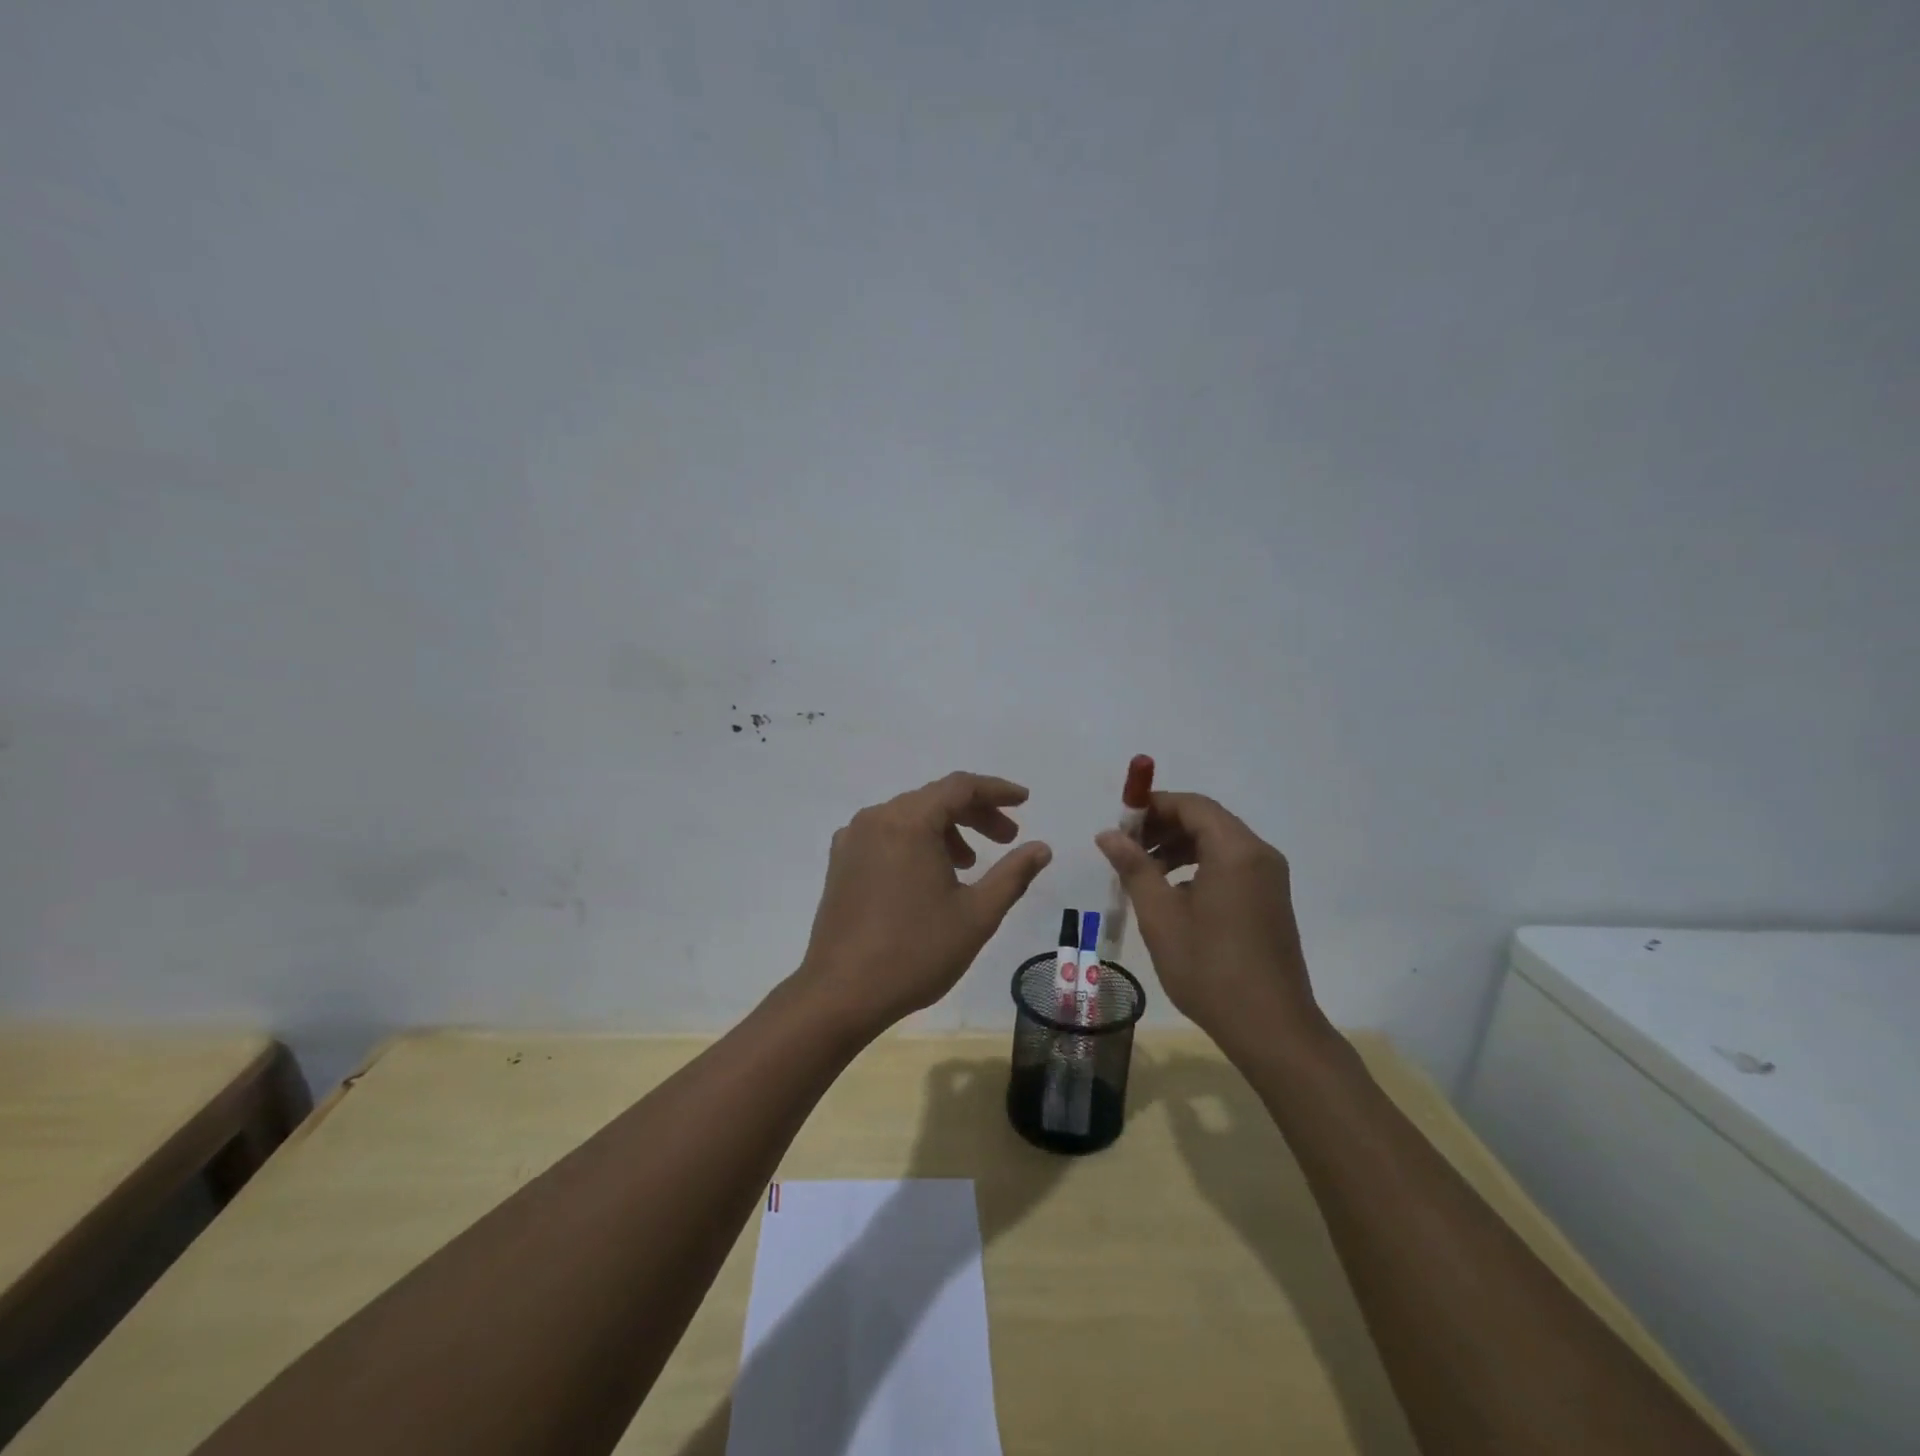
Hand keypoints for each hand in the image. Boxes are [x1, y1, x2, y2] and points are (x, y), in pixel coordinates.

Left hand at [799, 773, 1052, 1033]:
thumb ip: (1013, 874)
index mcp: (908, 822)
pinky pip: (886, 835)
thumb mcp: (977, 915)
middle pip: (934, 799)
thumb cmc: (915, 952)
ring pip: (909, 817)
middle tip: (1006, 839)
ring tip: (969, 864)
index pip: (960, 787)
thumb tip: (1042, 848)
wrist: (841, 993)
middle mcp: (876, 819)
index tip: (1024, 801)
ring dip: (945, 830)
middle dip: (975, 814)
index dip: (996, 790)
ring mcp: (853, 840)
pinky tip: (930, 875)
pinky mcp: (841, 862)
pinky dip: (916, 842)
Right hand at [1096, 792, 1326, 1048]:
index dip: (1153, 806)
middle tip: (1127, 848)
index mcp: (1235, 850)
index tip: (1120, 824)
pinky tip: (1174, 894)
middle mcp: (1259, 854)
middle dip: (1164, 826)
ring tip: (1145, 871)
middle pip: (1207, 820)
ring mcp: (1270, 878)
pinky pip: (1232, 865)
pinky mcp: (1271, 900)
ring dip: (1180, 847)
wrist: (1271, 1028)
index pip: (1192, 805)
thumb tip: (1108, 834)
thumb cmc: (1209, 968)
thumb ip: (1134, 867)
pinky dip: (1200, 865)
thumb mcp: (1161, 916)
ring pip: (1219, 843)